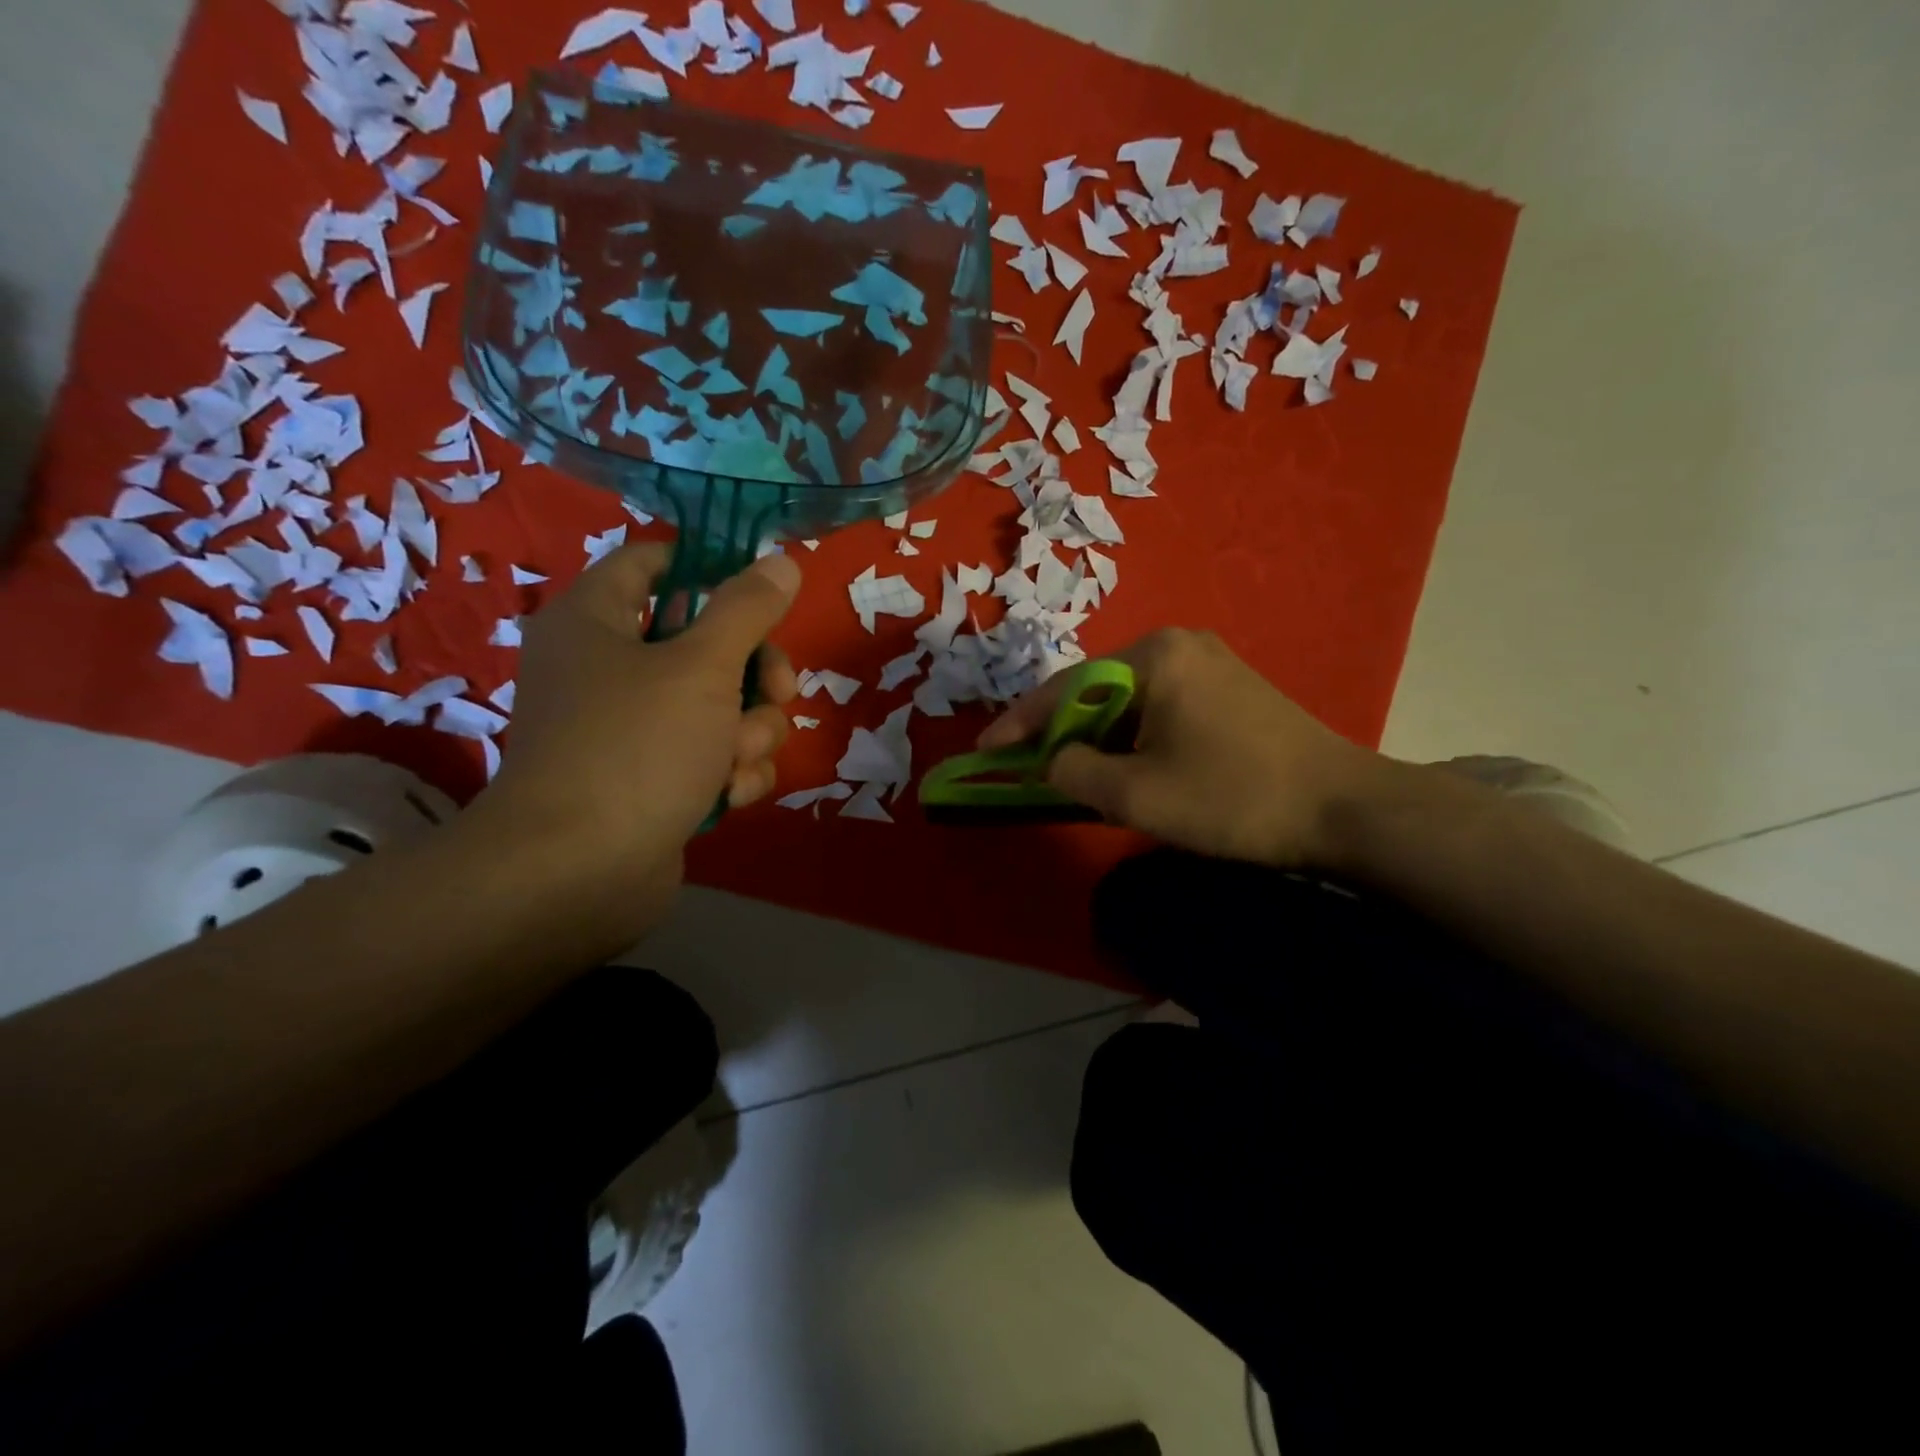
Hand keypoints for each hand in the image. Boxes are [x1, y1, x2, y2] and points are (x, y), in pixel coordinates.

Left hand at [470, 542, 800, 941]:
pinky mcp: (654, 779)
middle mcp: (609, 668)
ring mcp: (632, 728)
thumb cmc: (636, 747)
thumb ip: (747, 609)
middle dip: (755, 671)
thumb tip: (781, 561)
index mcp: (596, 620)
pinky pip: (711, 753)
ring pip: (720, 705)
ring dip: (749, 731)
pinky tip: (730, 794)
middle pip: (706, 641)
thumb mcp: (702, 666)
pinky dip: (730, 770)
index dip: (711, 568)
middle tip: (778, 692)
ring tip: (735, 760)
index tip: (764, 591)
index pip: (654, 563)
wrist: (579, 873)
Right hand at [978, 629, 1387, 868]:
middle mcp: (1178, 643)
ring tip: (1074, 773)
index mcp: (1153, 656)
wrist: (1345, 809)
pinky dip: (1132, 736)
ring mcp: (1209, 662)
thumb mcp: (1136, 795)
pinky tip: (1128, 764)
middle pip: (1096, 689)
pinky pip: (1159, 706)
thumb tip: (1051, 761)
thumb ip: (1072, 772)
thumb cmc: (1233, 798)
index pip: (1065, 688)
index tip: (984, 752)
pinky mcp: (1229, 686)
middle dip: (1061, 731)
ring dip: (1098, 737)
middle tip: (1030, 768)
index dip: (1019, 724)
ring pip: (1128, 700)